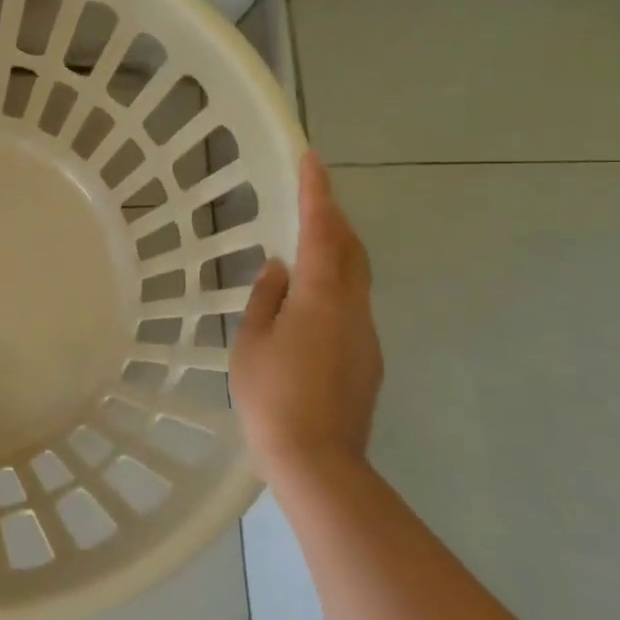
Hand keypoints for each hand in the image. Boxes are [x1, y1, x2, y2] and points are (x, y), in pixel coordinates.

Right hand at [230, 152, 382, 487]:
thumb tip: (280, 269)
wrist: (318, 461)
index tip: (312, 159)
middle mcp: (353, 308)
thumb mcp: (252, 343)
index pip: (322, 231)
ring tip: (307, 247)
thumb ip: (267, 299)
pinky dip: (335, 288)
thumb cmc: (272, 397)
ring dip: (336, 253)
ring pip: (356, 279)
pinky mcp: (368, 358)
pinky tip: (309, 306)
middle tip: (311, 200)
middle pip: (352, 250)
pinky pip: (352, 306)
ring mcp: (366, 334)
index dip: (317, 193)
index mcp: (320, 297)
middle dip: (334, 218)